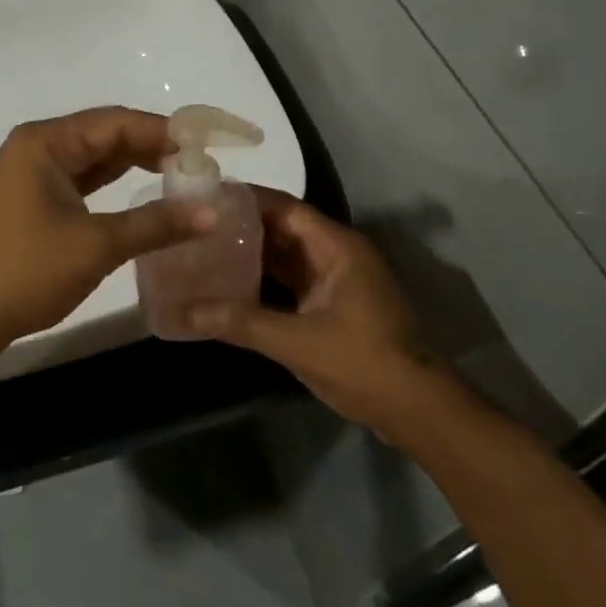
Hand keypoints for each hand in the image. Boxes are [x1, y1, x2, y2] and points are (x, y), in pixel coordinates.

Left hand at [0, 107, 215, 350]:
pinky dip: (115, 184)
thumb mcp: (95, 246)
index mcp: (45, 142)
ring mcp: (33, 174)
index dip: (164, 131)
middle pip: (106, 134)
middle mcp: (38, 147)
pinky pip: (83, 180)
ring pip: (96, 158)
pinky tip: (146, 191)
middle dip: (153, 146)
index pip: (116, 122)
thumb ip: (155, 223)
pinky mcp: (35, 200)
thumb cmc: (24, 272)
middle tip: (202, 163)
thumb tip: (213, 212)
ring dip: (136, 164)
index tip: (209, 145)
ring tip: (184, 174)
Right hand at [189, 189, 462, 437]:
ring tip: (205, 248)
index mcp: (337, 246)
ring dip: (251, 253)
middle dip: (243, 225)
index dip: (246, 198)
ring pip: (287, 255)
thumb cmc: (365, 363)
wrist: (419, 410)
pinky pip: (292, 280)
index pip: (285, 207)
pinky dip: (264, 280)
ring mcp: (337, 280)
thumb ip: (243, 323)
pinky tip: (231, 286)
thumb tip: (186, 311)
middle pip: (283, 228)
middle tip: (196, 223)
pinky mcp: (334, 305)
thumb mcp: (299, 342)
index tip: (206, 196)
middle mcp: (337, 254)